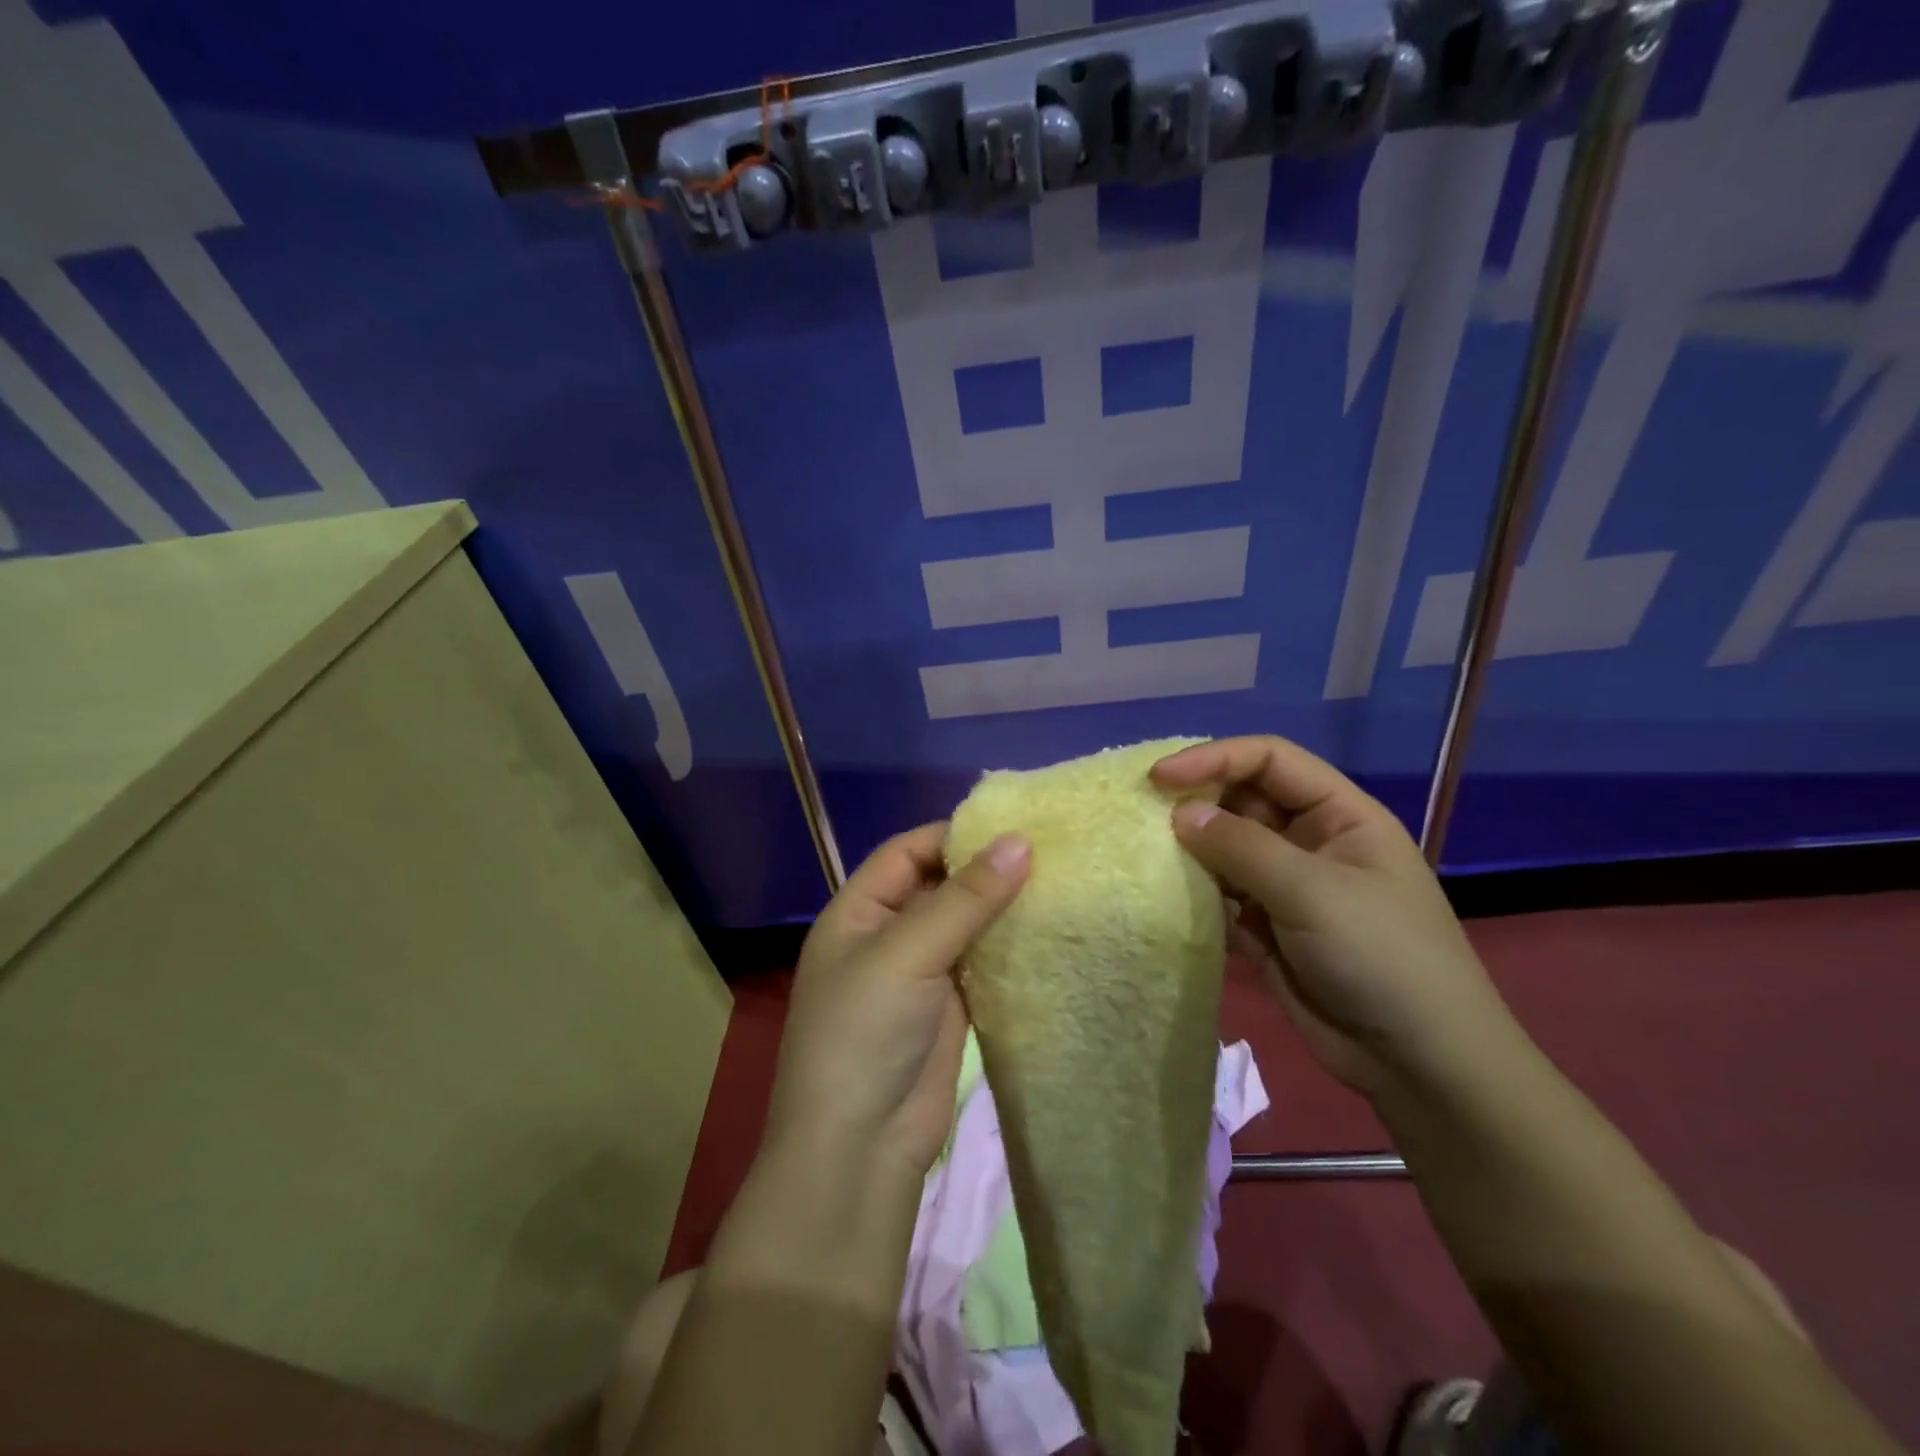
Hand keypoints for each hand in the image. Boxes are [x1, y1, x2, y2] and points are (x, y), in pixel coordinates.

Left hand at [766, 823, 1030, 1177]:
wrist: (860, 1147)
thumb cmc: (865, 1033)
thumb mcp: (908, 953)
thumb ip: (965, 898)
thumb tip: (1021, 841)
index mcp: (858, 911)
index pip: (907, 851)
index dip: (954, 834)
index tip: (1013, 826)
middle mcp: (887, 934)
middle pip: (939, 884)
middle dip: (985, 868)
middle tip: (1050, 850)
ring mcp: (920, 972)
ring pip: (965, 923)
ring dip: (1002, 907)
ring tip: (1059, 882)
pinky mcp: (949, 1007)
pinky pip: (981, 962)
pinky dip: (1009, 946)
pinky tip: (1047, 932)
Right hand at [1153, 736, 1513, 1095]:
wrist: (1419, 1064)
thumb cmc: (1382, 957)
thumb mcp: (1313, 892)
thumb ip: (1241, 846)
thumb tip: (1180, 814)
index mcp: (1338, 814)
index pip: (1269, 759)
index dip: (1214, 758)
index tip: (1160, 778)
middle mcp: (1310, 840)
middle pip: (1242, 799)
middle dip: (1196, 803)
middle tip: (1144, 817)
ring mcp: (1287, 886)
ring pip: (1226, 848)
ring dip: (1190, 850)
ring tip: (1145, 855)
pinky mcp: (1266, 927)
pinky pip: (1221, 894)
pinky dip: (1194, 892)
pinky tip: (1166, 896)